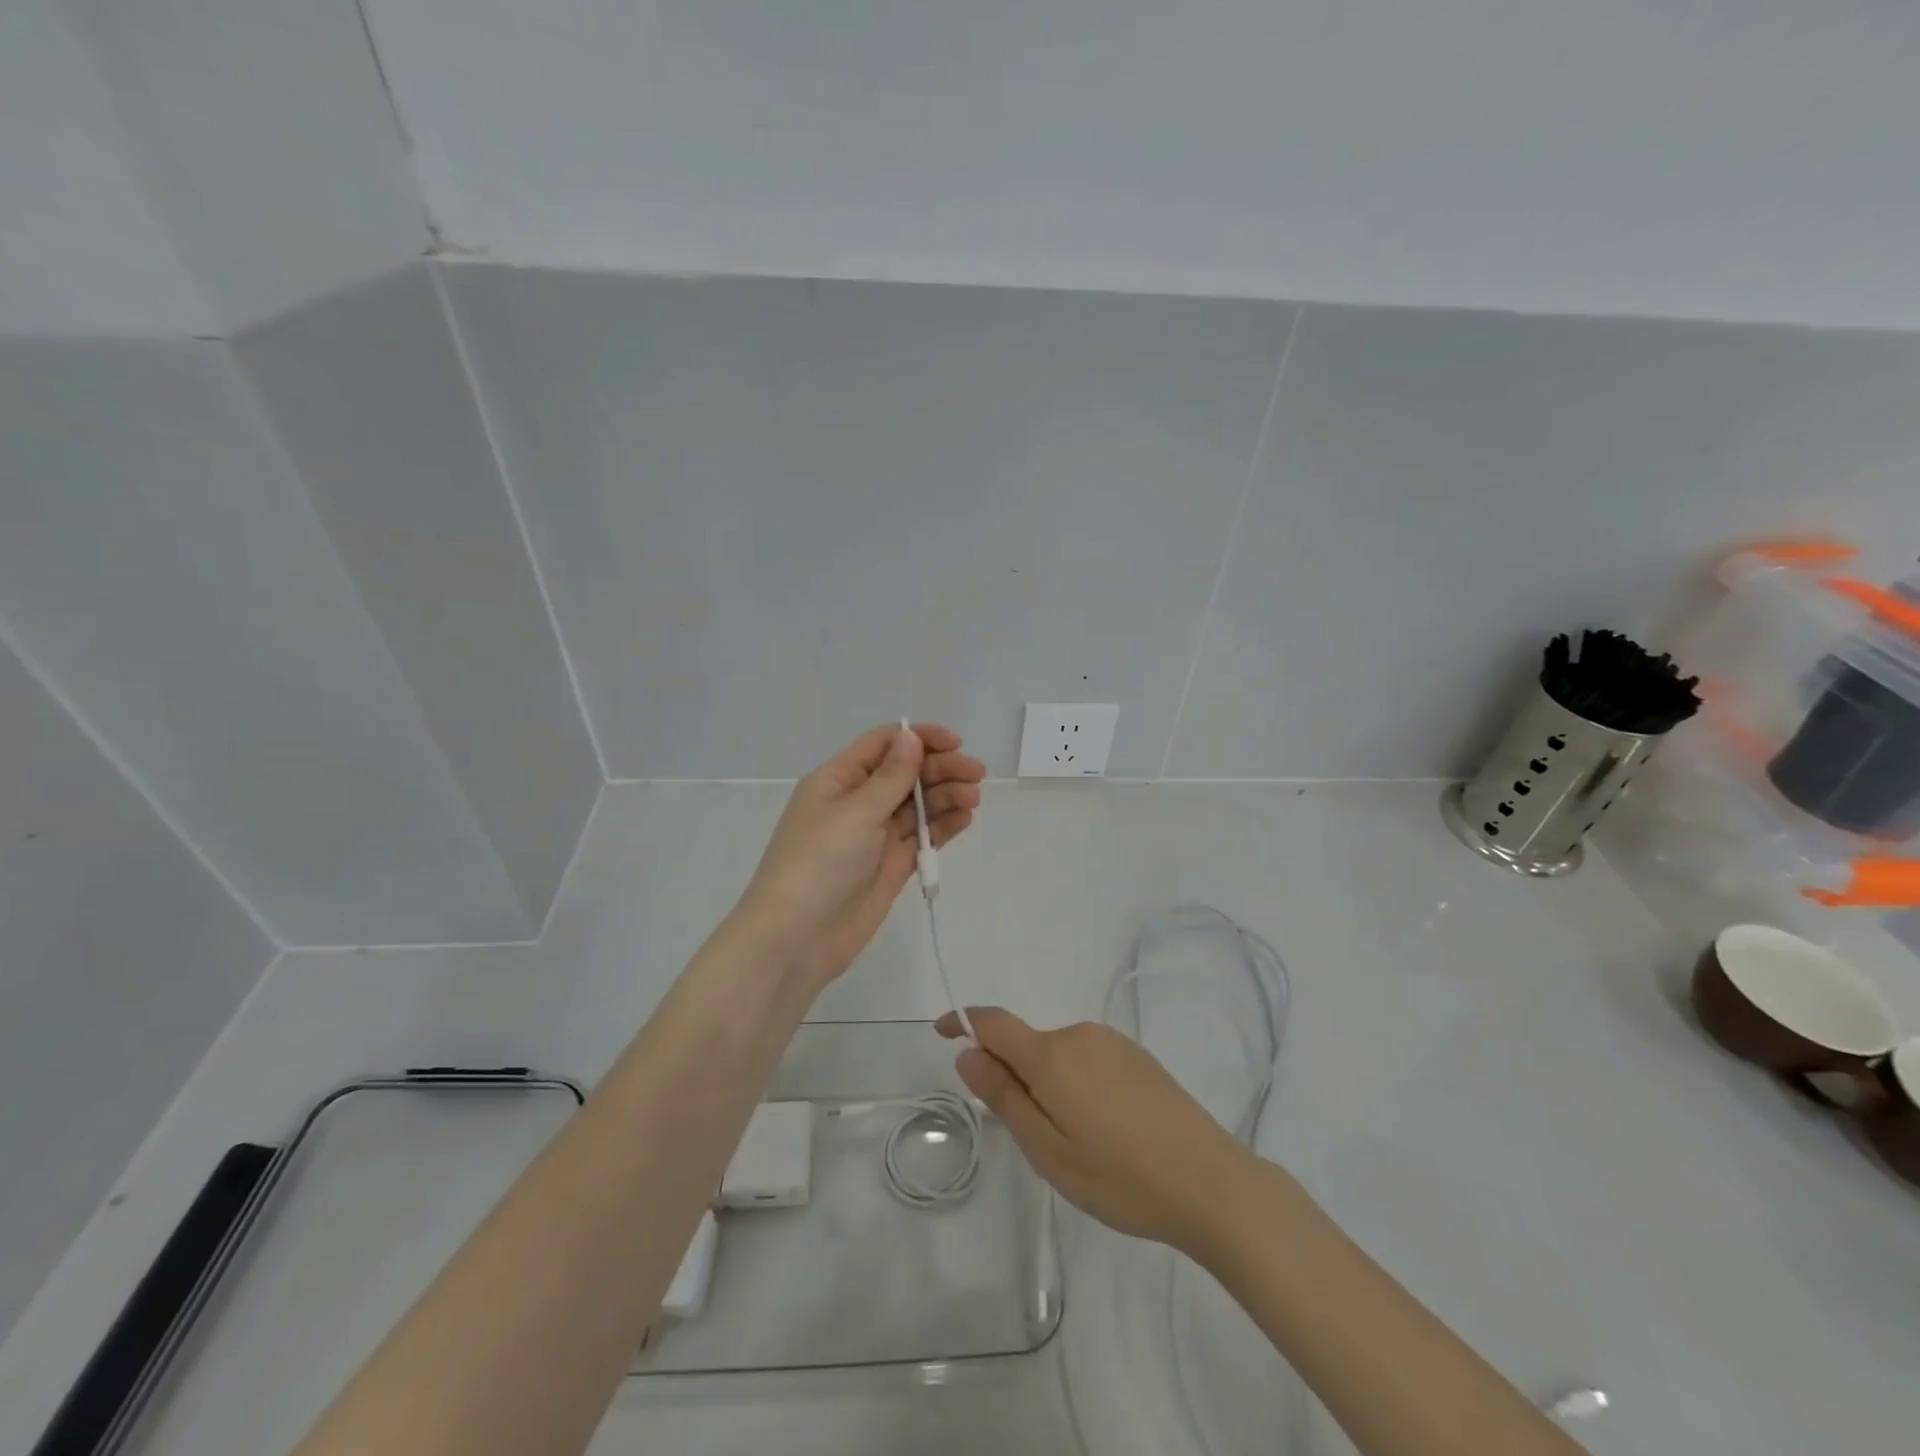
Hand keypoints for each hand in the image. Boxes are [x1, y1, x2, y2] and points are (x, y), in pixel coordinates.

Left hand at [740, 723, 983, 988]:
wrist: (796, 939)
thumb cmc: (819, 863)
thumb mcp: (855, 812)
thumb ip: (891, 776)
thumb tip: (911, 736)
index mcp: (838, 780)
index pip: (883, 745)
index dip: (919, 739)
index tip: (955, 743)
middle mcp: (857, 802)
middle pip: (905, 774)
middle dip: (940, 769)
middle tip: (976, 776)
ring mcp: (875, 836)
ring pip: (917, 805)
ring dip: (946, 796)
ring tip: (972, 799)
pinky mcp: (891, 866)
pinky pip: (921, 837)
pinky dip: (943, 826)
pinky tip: (964, 818)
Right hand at [938, 1007, 1253, 1252]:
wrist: (1211, 1182)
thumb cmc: (1120, 1177)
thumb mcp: (1049, 1151)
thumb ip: (1004, 1098)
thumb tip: (968, 1055)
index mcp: (1052, 1055)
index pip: (993, 1023)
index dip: (963, 1022)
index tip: (942, 1033)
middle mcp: (1079, 1034)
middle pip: (1028, 1045)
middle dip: (1016, 1078)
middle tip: (1037, 1141)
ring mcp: (1112, 1043)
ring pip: (1059, 1056)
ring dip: (1050, 1086)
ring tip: (1080, 1146)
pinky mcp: (1137, 1056)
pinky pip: (1088, 1060)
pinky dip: (1078, 1085)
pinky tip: (1108, 1131)